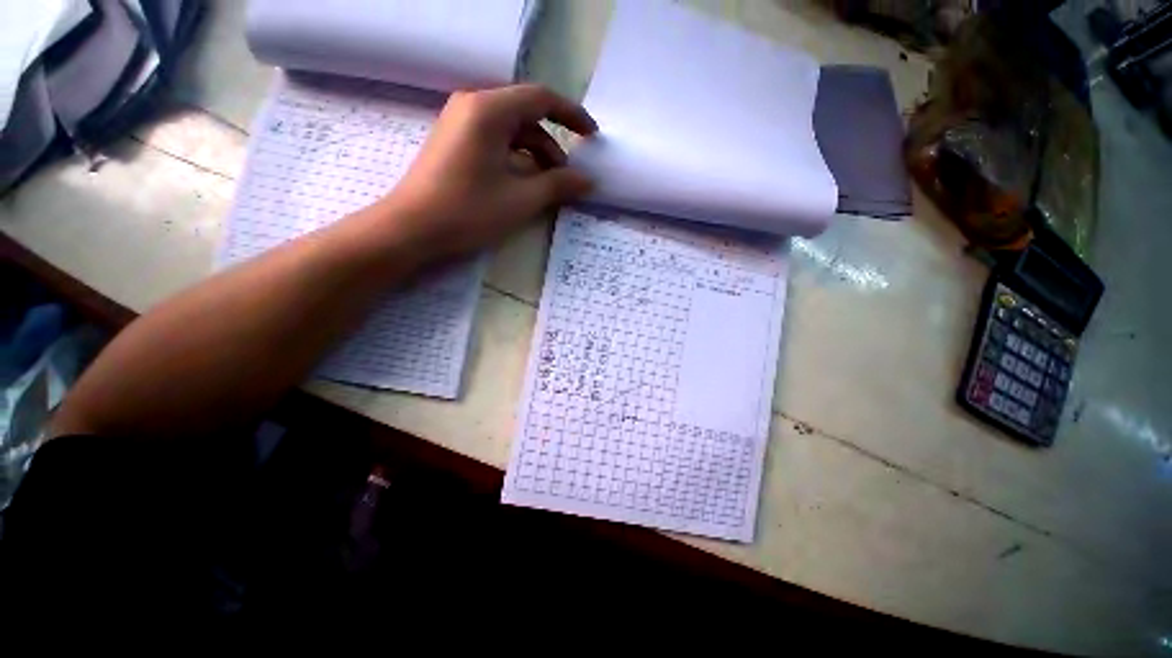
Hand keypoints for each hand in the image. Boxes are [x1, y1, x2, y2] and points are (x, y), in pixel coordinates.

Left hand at [377, 84, 597, 258]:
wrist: (411, 230)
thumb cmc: (468, 211)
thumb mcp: (521, 200)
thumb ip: (558, 185)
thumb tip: (587, 180)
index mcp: (489, 110)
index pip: (541, 99)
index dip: (572, 115)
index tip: (592, 136)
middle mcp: (473, 107)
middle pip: (526, 116)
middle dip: (552, 145)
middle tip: (566, 179)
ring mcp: (461, 125)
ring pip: (511, 132)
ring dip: (534, 157)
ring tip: (546, 189)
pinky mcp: (455, 144)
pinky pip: (495, 143)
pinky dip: (515, 161)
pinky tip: (522, 186)